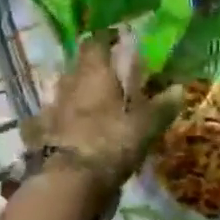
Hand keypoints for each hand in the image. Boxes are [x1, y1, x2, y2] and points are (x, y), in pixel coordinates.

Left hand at [34, 33, 180, 189]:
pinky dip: (61, 120)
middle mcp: (70, 83)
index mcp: (95, 72)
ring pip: (64, 90)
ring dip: (76, 92)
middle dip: (92, 66)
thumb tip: (180, 88)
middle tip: (109, 73)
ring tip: (92, 101)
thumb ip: (162, 107)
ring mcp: (52, 108)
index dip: (106, 37)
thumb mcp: (144, 126)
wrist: (66, 182)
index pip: (96, 42)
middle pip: (78, 64)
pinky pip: (50, 119)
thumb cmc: (109, 143)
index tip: (118, 38)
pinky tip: (69, 128)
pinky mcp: (40, 134)